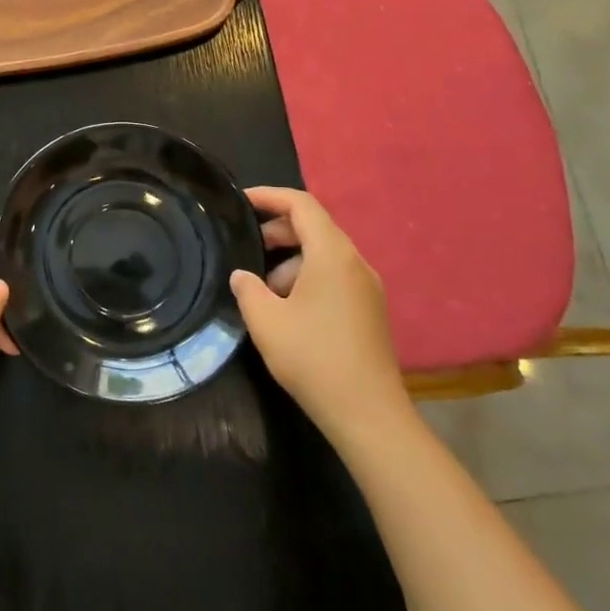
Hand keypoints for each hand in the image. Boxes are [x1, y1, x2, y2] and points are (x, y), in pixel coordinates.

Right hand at [229, 187, 410, 442]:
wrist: (368, 414)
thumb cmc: (314, 358)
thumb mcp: (266, 321)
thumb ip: (247, 289)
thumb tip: (242, 275)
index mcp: (332, 254)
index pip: (301, 204)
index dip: (269, 196)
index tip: (240, 201)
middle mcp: (355, 262)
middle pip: (314, 227)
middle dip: (277, 230)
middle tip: (245, 247)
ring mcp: (367, 287)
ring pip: (323, 254)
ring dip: (290, 260)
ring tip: (262, 289)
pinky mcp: (369, 310)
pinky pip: (334, 276)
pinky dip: (307, 278)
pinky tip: (287, 309)